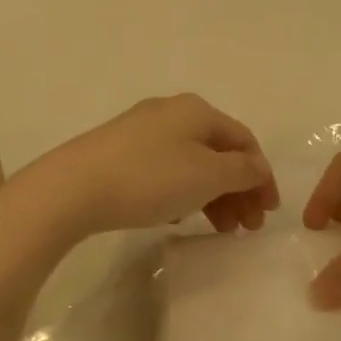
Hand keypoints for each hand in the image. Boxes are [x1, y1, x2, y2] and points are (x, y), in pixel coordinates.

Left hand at [15, 94, 279, 241]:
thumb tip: (258, 167)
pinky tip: (179, 219)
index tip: (268, 213)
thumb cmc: (150, 178)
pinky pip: (166, 171)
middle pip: (219, 152)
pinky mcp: (120, 152)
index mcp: (198, 110)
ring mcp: (143, 131)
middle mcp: (173, 112)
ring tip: (218, 230)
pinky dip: (183, 193)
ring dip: (213, 196)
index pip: (245, 141)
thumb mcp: (207, 176)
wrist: (72, 188)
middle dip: (238, 190)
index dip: (262, 176)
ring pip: (192, 163)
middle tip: (245, 229)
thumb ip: (242, 171)